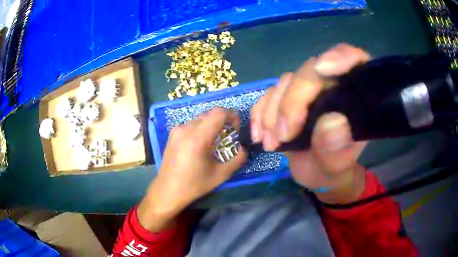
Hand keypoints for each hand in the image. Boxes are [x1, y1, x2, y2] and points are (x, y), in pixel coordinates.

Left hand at [138, 108, 246, 231]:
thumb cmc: (194, 185)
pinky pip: (191, 124)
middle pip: (210, 114)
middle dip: (223, 121)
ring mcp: (177, 130)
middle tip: (228, 137)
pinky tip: (201, 144)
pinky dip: (201, 128)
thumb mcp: (221, 175)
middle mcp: (186, 129)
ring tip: (215, 141)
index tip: (236, 129)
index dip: (232, 116)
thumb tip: (243, 148)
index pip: (219, 113)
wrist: (167, 190)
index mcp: (198, 138)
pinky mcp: (173, 134)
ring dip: (212, 125)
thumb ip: (238, 159)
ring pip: (201, 118)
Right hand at [251, 43, 368, 203]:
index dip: (340, 57)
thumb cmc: (334, 171)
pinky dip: (260, 113)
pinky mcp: (287, 99)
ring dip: (273, 112)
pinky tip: (260, 135)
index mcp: (354, 96)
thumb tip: (333, 122)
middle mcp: (331, 86)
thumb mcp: (337, 169)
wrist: (316, 175)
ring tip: (271, 142)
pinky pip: (268, 95)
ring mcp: (307, 91)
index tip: (323, 69)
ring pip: (285, 82)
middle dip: (292, 102)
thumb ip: (338, 151)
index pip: (353, 61)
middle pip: (309, 72)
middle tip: (283, 135)